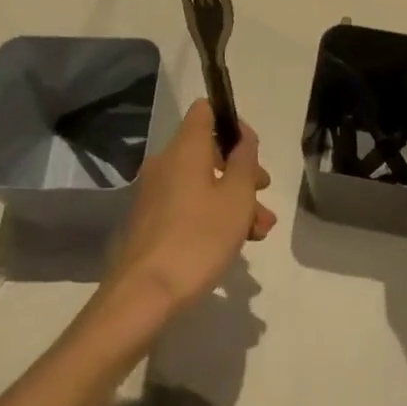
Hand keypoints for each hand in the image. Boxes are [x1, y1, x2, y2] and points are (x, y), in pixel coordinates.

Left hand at [103, 100, 275, 318]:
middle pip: (208, 150)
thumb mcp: (237, 197)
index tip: (251, 150)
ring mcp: (154, 193)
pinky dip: (211, 214)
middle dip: (240, 170)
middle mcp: (166, 162)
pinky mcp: (149, 221)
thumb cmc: (198, 238)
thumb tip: (243, 137)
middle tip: (263, 194)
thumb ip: (244, 160)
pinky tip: (233, 243)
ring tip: (258, 231)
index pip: (206, 110)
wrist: (143, 296)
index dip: (231, 122)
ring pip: (201, 182)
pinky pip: (187, 204)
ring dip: (231, 198)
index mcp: (185, 147)